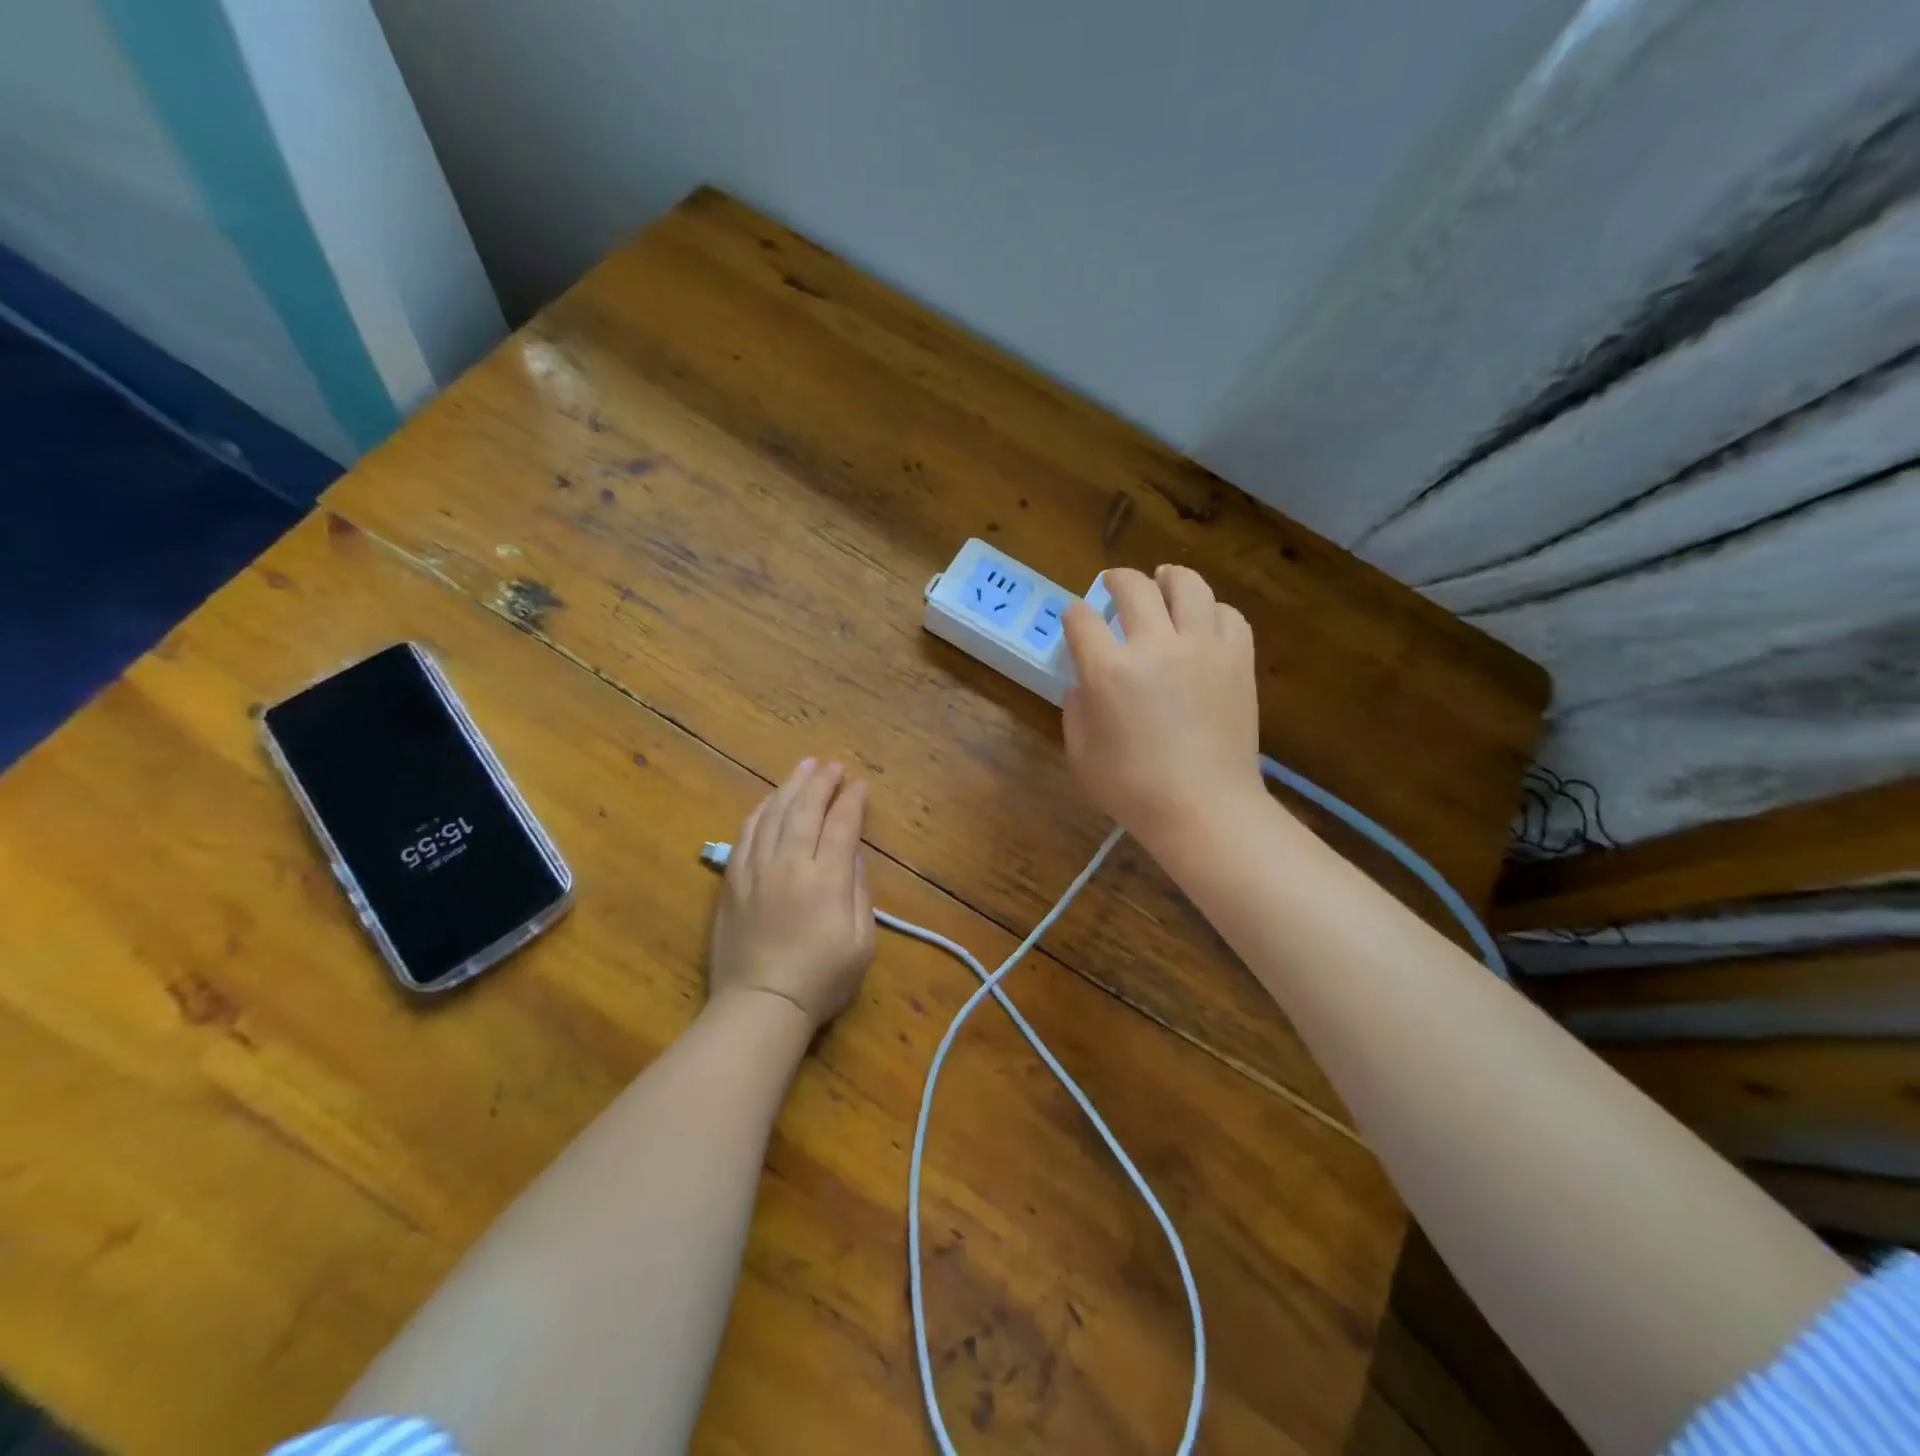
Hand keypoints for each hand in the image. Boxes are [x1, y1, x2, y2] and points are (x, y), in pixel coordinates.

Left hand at [709, 758, 876, 1032]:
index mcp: (826, 880)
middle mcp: (789, 865)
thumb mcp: (861, 942)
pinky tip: (770, 800)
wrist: (760, 1005)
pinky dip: (760, 811)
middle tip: (832, 765)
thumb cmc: (821, 980)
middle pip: (805, 810)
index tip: (859, 785)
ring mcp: (756, 871)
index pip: (841, 826)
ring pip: (773, 815)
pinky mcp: (733, 882)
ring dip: (791, 787)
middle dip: (822, 782)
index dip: (852, 801)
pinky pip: (746, 835)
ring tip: (804, 767)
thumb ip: (859, 892)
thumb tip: (852, 855)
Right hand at [1062, 565, 1263, 850]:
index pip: (1082, 620)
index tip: (1075, 620)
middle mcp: (1154, 645)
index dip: (1074, 615)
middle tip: (1112, 583)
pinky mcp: (1238, 658)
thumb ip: (1075, 711)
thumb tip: (1082, 684)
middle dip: (1116, 579)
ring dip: (1168, 577)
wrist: (1205, 808)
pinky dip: (1211, 610)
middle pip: (1133, 587)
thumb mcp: (1081, 755)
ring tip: (1163, 579)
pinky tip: (1203, 619)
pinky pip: (1227, 614)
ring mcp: (1202, 647)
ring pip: (1187, 585)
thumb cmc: (1134, 789)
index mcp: (1108, 670)